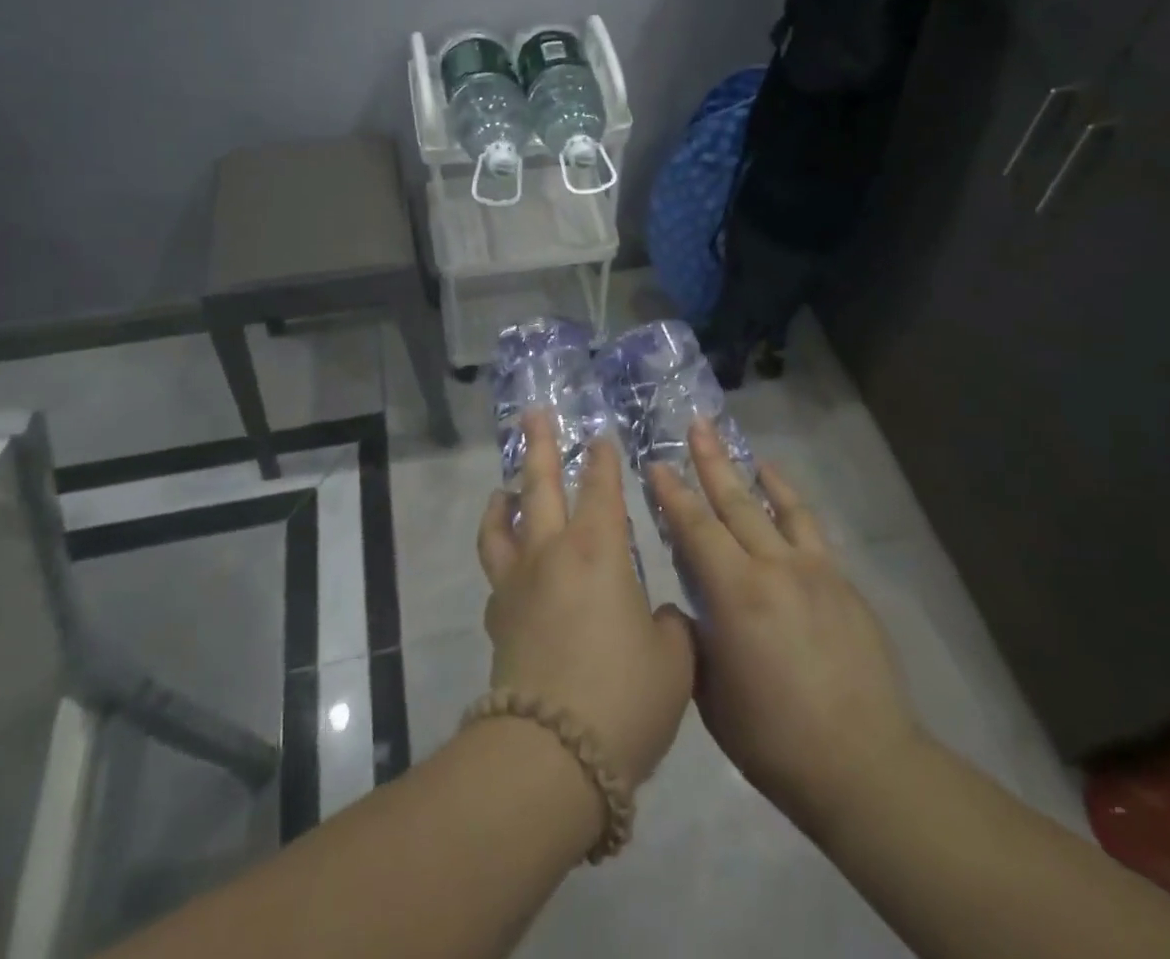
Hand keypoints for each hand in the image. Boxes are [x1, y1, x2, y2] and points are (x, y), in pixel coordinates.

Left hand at [477, 414, 695, 790]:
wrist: (551, 754)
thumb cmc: (623, 698)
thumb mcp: (673, 662)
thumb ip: (671, 627)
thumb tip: (659, 617)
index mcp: (599, 550)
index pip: (602, 488)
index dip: (603, 460)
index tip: (601, 438)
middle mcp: (553, 552)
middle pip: (540, 485)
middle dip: (540, 446)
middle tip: (533, 415)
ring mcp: (517, 583)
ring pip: (503, 523)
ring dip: (504, 498)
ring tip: (504, 487)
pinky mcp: (497, 617)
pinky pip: (495, 569)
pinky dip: (499, 552)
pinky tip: (508, 561)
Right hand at [647, 421, 922, 838]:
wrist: (864, 764)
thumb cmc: (773, 738)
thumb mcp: (711, 691)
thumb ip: (696, 637)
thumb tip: (689, 606)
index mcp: (737, 595)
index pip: (696, 529)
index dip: (673, 494)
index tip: (656, 464)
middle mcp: (775, 568)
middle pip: (736, 502)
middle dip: (711, 462)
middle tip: (696, 425)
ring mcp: (815, 572)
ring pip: (780, 507)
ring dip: (755, 474)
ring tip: (742, 449)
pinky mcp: (843, 584)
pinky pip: (811, 530)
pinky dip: (792, 505)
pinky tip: (784, 496)